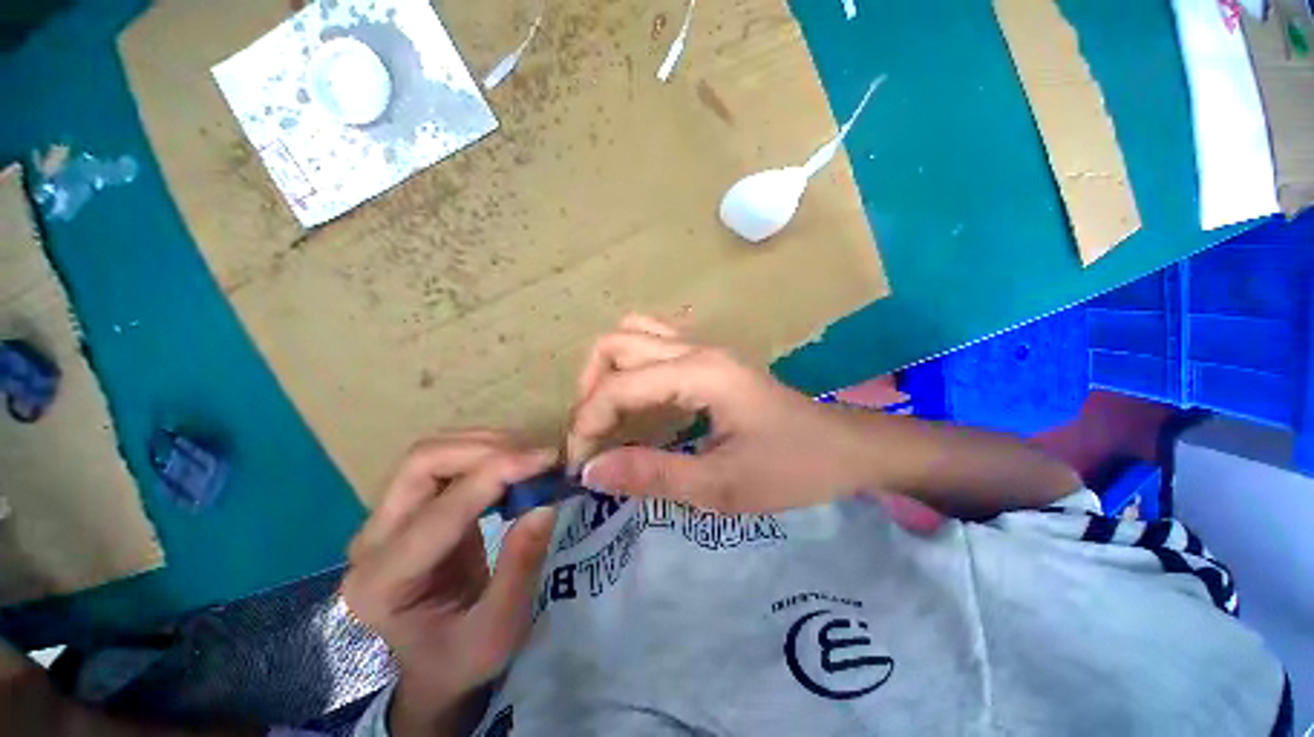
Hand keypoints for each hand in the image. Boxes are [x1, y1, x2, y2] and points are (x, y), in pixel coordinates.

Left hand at [342, 433, 557, 736]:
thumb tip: (545, 503)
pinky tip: (514, 463)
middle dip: (486, 449)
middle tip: (539, 456)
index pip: (439, 512)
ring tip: (533, 457)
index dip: (495, 476)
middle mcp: (372, 541)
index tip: (546, 460)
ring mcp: (387, 518)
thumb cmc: (461, 658)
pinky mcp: (411, 506)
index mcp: (382, 584)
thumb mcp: (499, 630)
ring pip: (432, 452)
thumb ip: (520, 567)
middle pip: (421, 463)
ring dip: (487, 444)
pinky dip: (485, 451)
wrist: (434, 663)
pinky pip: (444, 460)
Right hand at [566, 315, 895, 513]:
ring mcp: (703, 346)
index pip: (619, 386)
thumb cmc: (792, 467)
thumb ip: (653, 476)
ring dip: (607, 370)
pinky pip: (654, 341)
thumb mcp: (721, 486)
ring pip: (632, 334)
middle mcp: (696, 348)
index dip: (588, 422)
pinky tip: (638, 395)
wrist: (844, 446)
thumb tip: (591, 472)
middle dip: (589, 389)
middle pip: (616, 343)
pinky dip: (630, 363)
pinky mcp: (709, 356)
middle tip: (593, 436)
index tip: (581, 464)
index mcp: (700, 373)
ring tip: (607, 413)